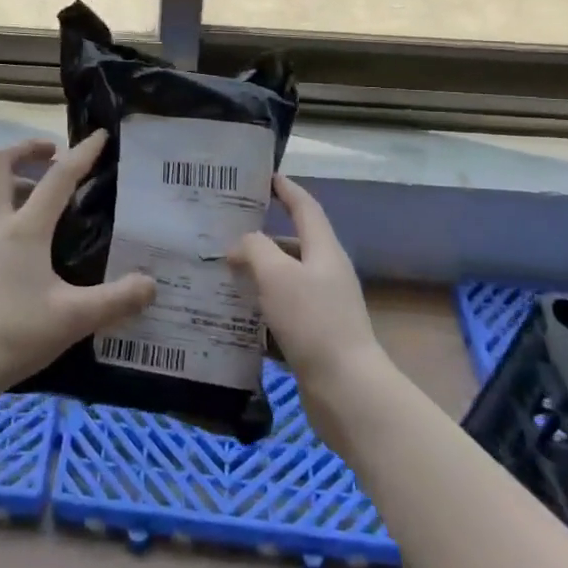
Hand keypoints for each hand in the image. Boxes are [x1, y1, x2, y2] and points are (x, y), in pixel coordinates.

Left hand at [0, 134, 156, 400]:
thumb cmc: (12, 335)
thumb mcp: (73, 319)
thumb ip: (117, 300)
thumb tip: (152, 284)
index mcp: (24, 229)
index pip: (57, 178)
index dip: (82, 154)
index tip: (100, 136)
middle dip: (25, 149)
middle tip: (54, 155)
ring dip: (12, 174)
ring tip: (39, 189)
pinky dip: (4, 203)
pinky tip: (25, 234)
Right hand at [228, 176, 390, 450]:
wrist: (347, 392)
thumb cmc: (313, 322)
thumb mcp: (277, 275)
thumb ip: (255, 249)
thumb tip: (240, 245)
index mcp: (324, 251)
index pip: (305, 207)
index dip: (286, 189)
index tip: (265, 176)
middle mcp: (326, 274)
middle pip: (291, 245)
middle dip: (260, 238)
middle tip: (223, 234)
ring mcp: (322, 309)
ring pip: (283, 282)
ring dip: (255, 277)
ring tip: (220, 275)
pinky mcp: (314, 339)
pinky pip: (280, 315)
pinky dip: (258, 313)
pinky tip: (232, 319)